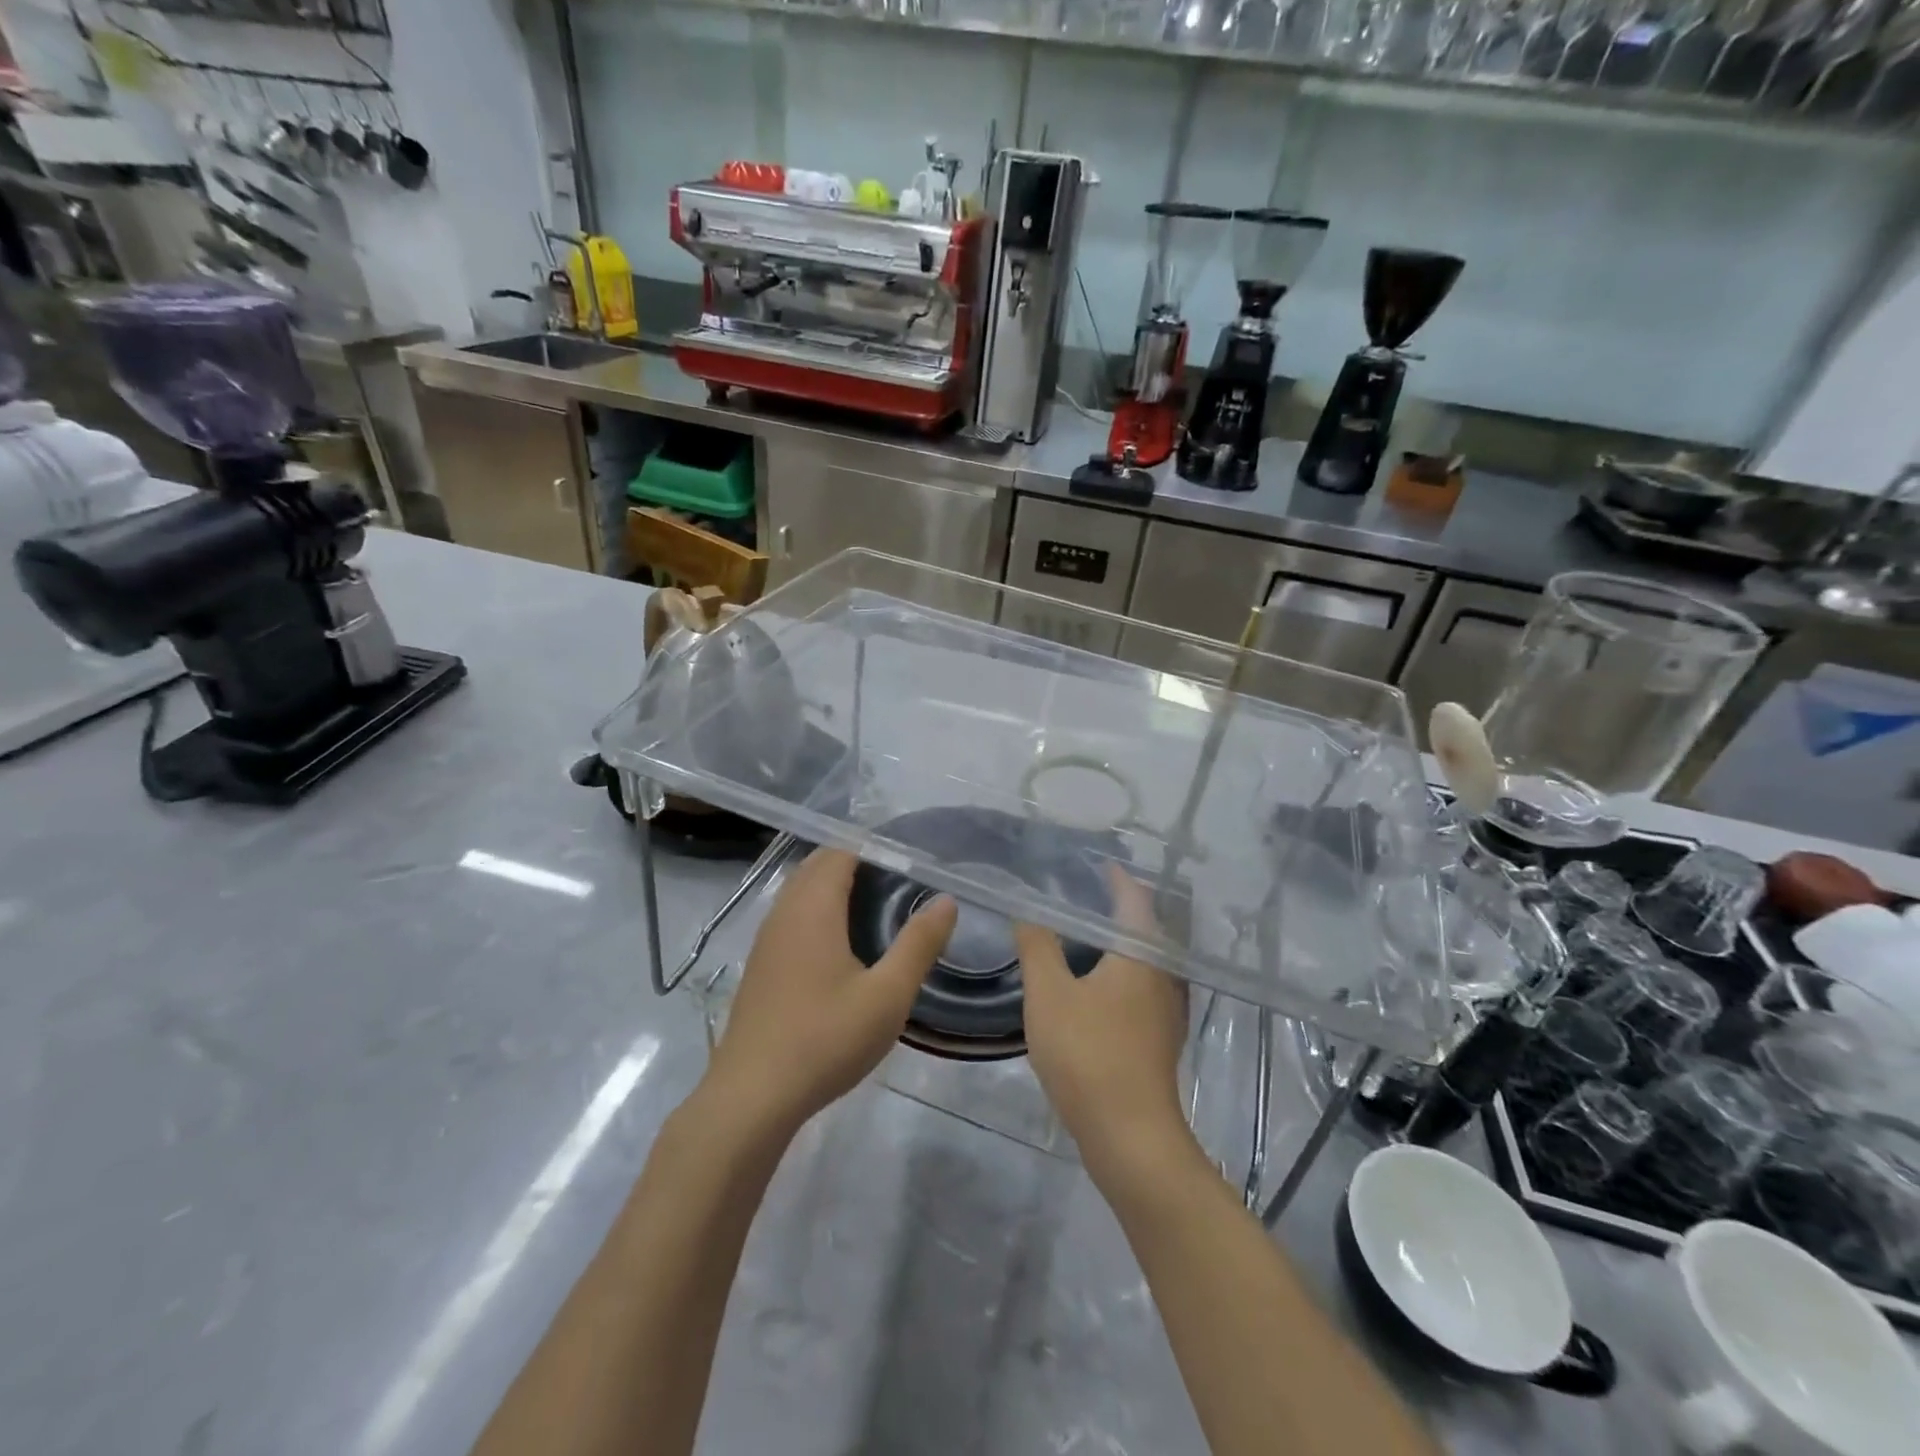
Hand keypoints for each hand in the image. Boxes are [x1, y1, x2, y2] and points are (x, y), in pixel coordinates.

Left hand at [704, 847, 956, 1138]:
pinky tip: (840, 942)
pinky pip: (791, 915)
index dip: (874, 846)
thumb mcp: (888, 995)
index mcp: (813, 908)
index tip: (910, 857)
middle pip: (818, 865)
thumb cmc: (825, 1040)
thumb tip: (946, 900)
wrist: (752, 1097)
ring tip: (876, 902)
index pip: (840, 852)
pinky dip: (817, 908)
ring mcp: (766, 939)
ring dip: (833, 885)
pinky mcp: (761, 965)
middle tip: (900, 877)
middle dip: (856, 861)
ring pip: (800, 890)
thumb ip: (919, 944)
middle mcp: (784, 912)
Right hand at [1015, 865, 1190, 1177]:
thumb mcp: (1048, 993)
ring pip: (1145, 959)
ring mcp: (1167, 1008)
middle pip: (1145, 926)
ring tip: (1085, 933)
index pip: (1133, 898)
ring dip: (1120, 940)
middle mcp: (1163, 973)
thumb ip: (1037, 946)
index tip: (1095, 863)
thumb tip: (1027, 910)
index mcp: (1142, 953)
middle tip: (1081, 893)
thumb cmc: (1088, 1053)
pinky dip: (1121, 970)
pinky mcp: (1160, 1036)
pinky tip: (1096, 983)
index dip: (1116, 877)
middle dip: (1118, 906)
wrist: (1130, 1135)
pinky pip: (1142, 985)